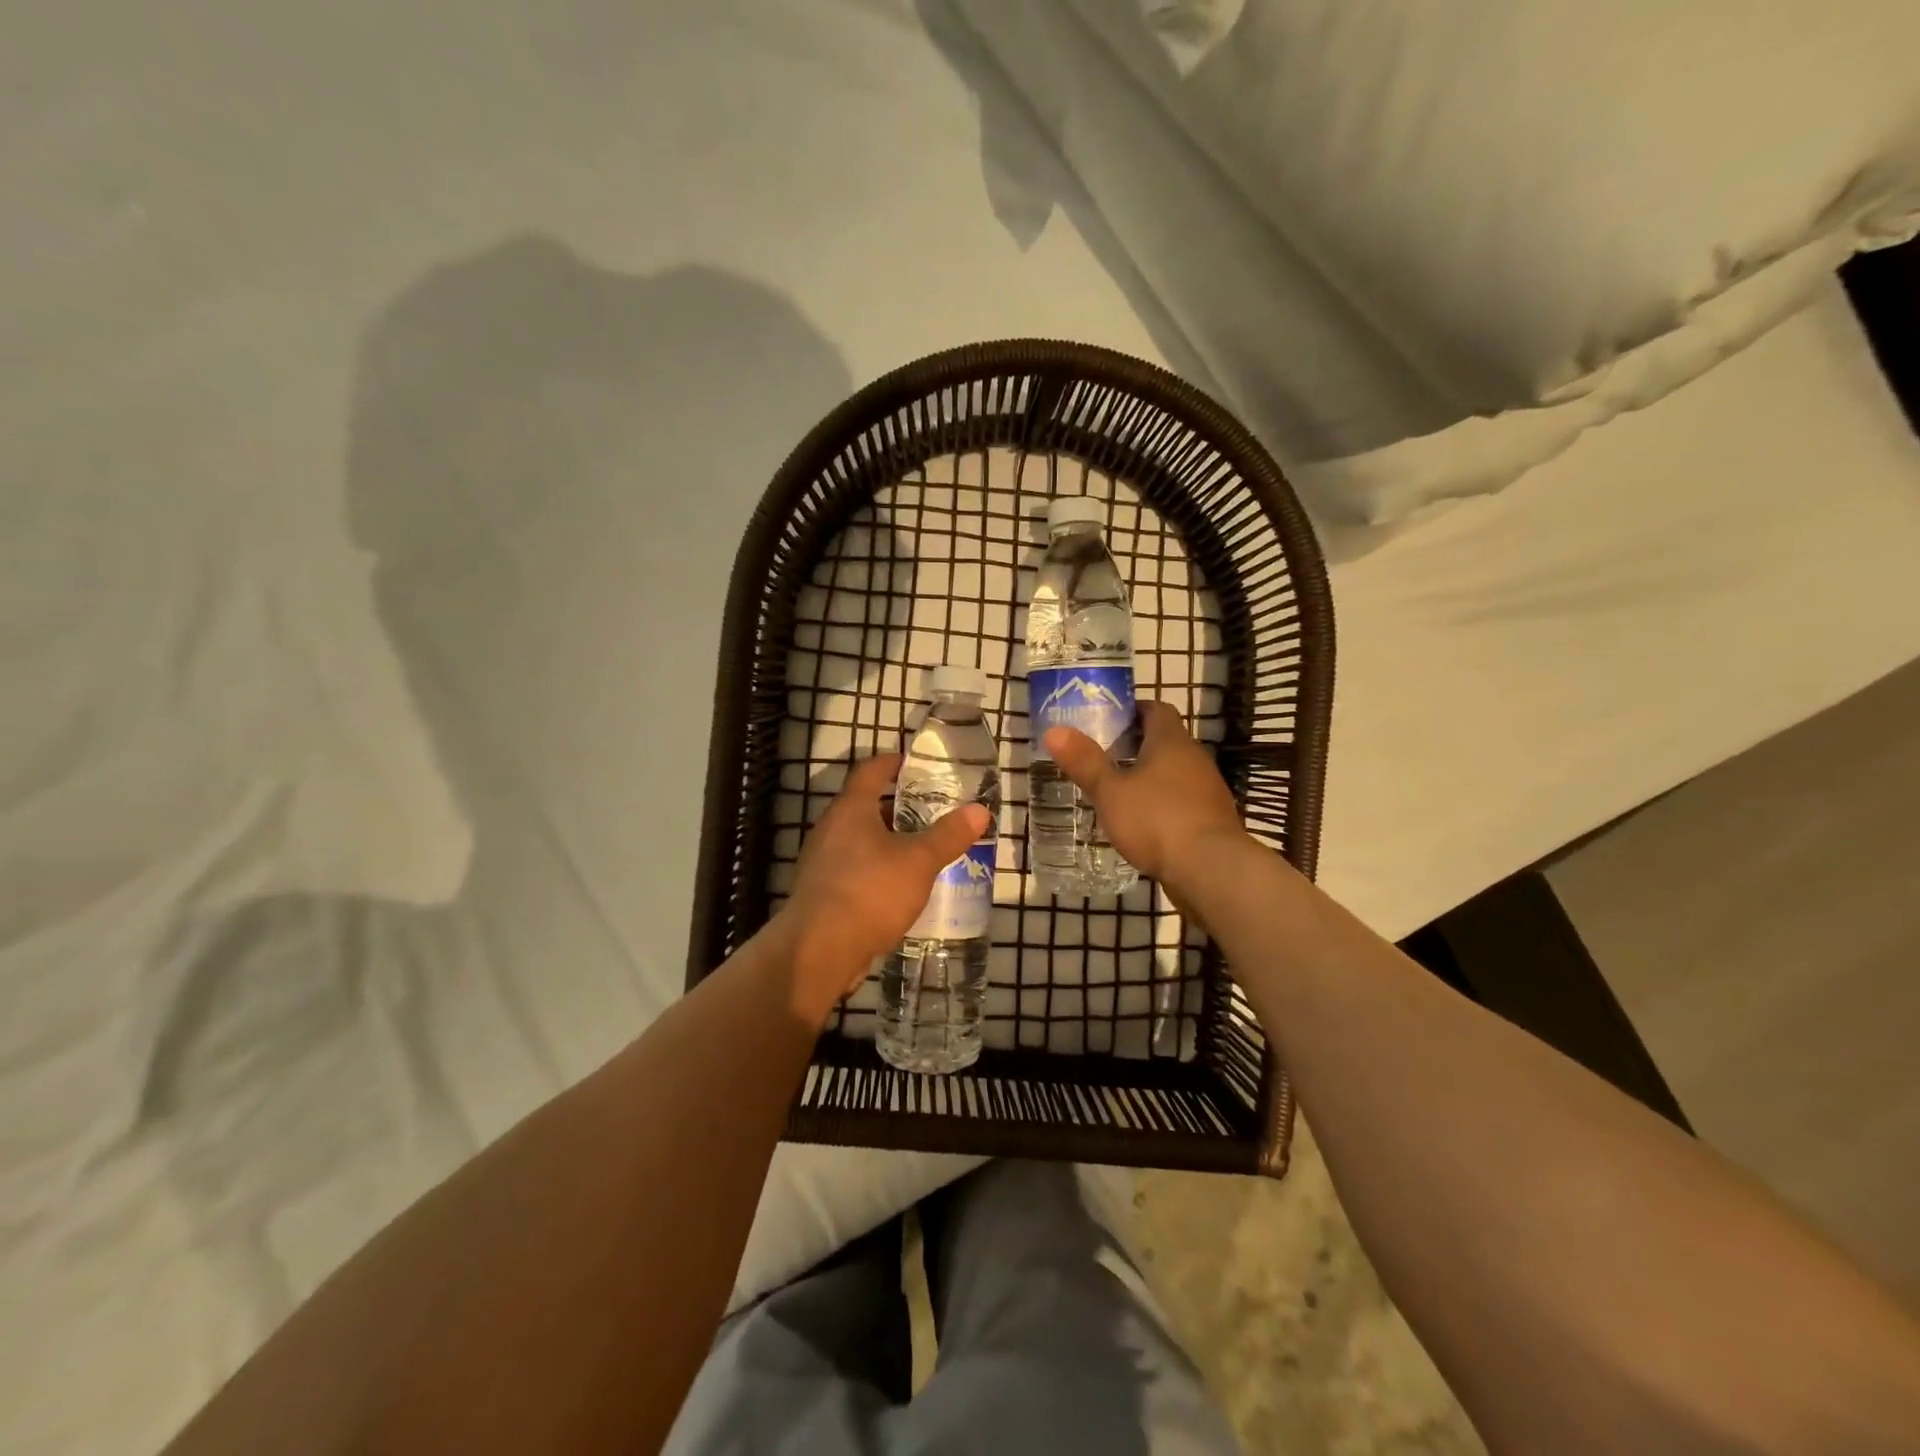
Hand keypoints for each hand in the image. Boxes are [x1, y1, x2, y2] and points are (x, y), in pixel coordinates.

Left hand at [773, 753, 989, 1025]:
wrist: (819, 950)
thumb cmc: (870, 892)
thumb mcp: (919, 861)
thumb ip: (949, 835)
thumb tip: (980, 810)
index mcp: (851, 809)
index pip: (871, 770)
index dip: (895, 762)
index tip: (918, 764)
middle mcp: (832, 828)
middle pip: (868, 806)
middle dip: (901, 808)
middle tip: (936, 812)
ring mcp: (824, 862)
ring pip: (863, 841)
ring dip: (892, 843)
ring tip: (927, 851)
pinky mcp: (824, 892)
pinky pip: (857, 870)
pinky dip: (880, 870)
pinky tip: (904, 888)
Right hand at [1043, 700, 1244, 895]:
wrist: (1210, 870)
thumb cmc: (1157, 820)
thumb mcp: (1110, 792)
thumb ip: (1084, 762)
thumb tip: (1054, 731)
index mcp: (1171, 742)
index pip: (1156, 709)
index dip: (1133, 710)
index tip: (1108, 719)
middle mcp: (1194, 759)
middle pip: (1165, 741)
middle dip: (1136, 745)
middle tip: (1103, 755)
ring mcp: (1207, 791)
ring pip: (1174, 773)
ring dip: (1149, 777)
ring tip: (1117, 790)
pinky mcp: (1211, 820)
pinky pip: (1182, 801)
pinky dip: (1162, 804)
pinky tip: (1141, 822)